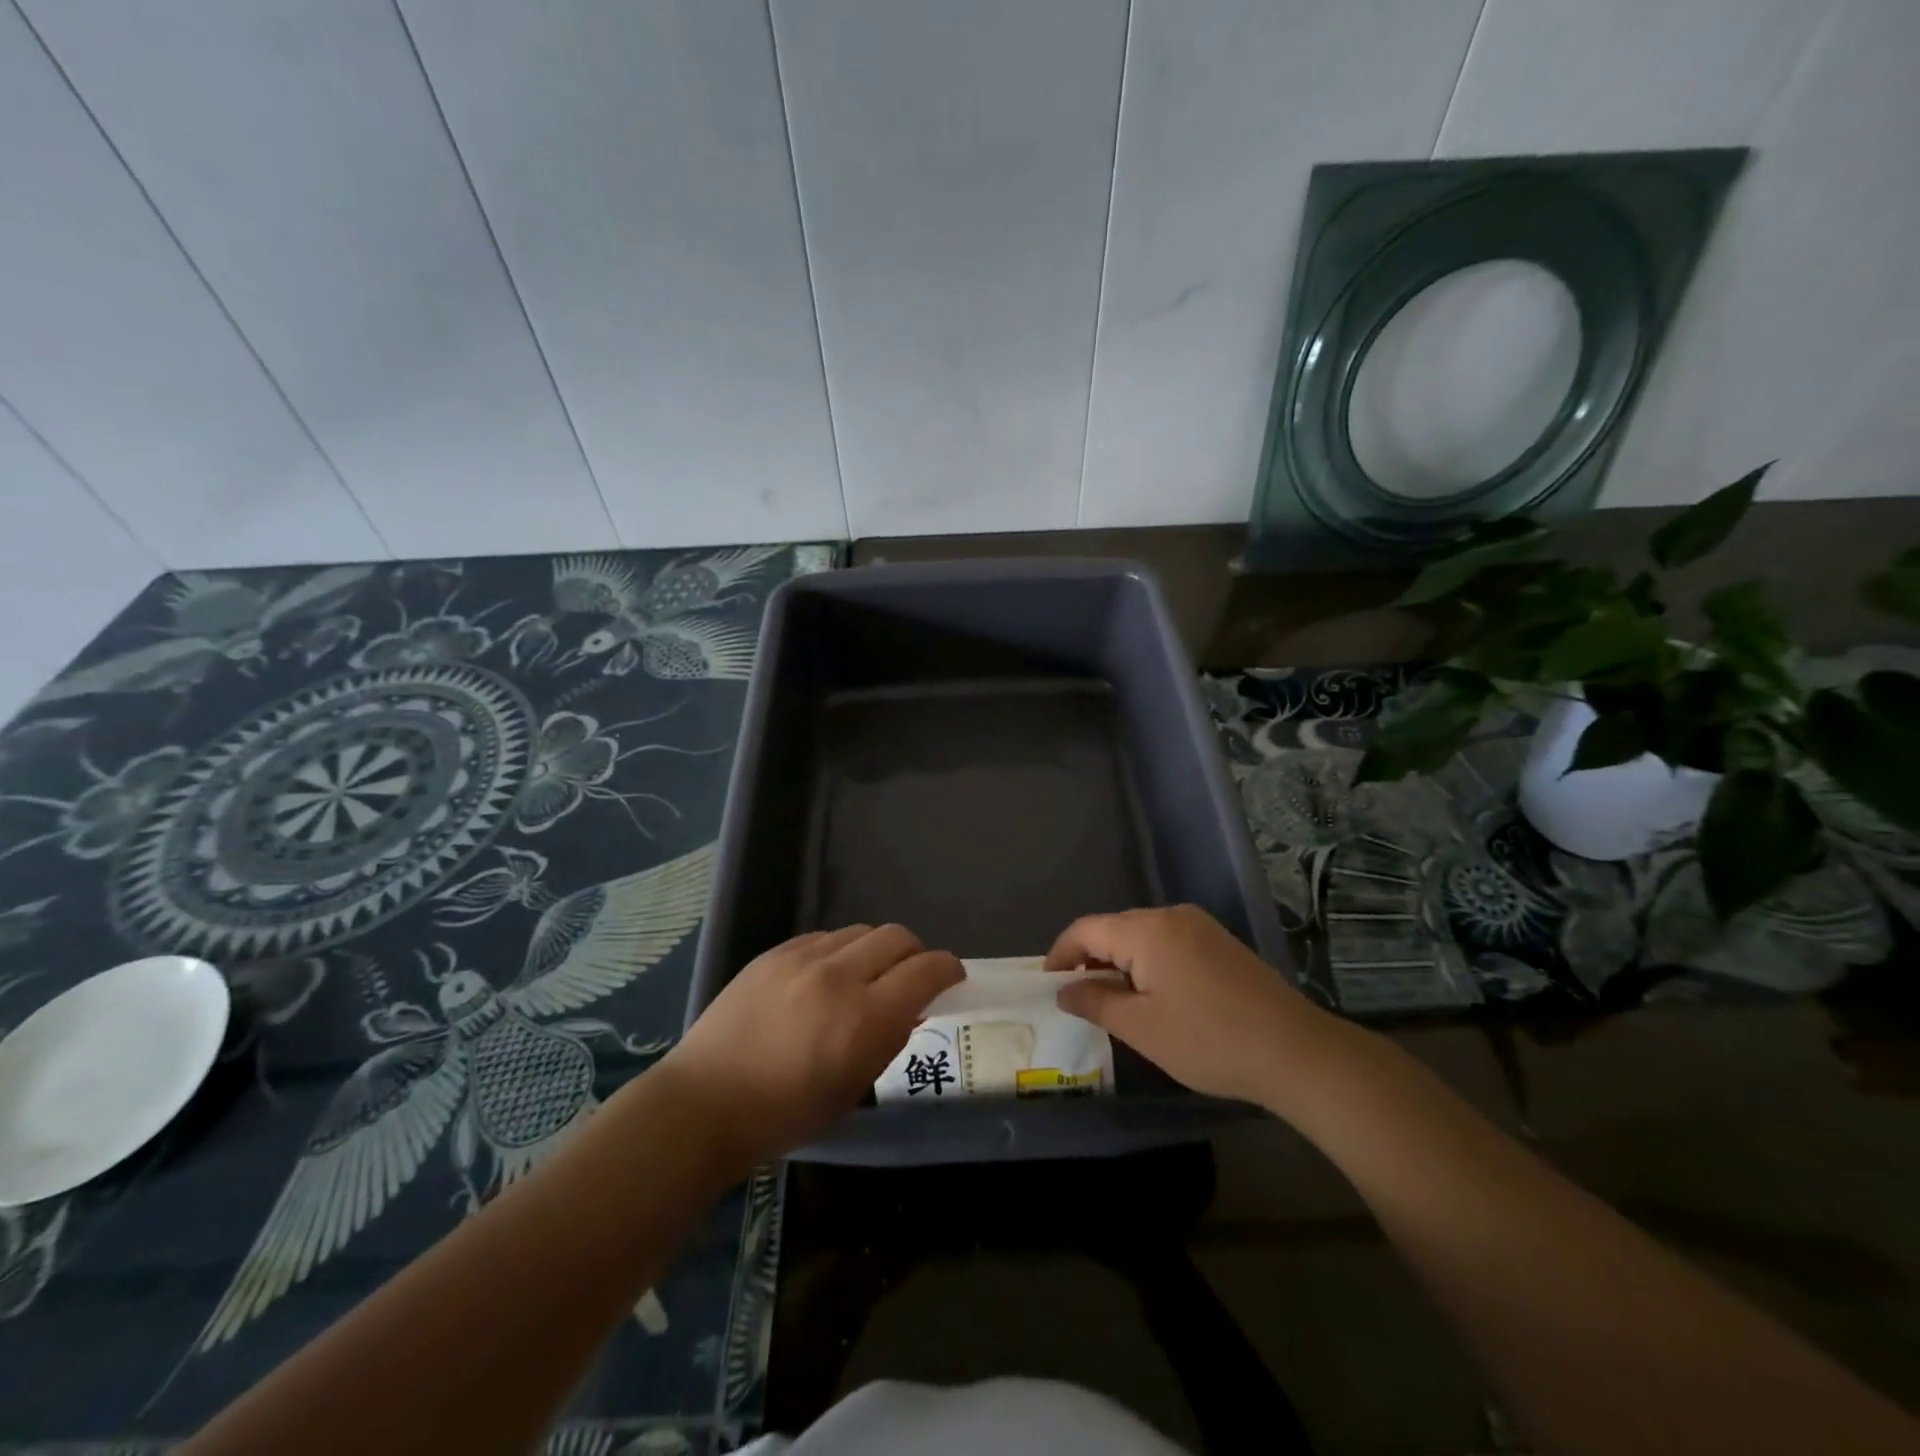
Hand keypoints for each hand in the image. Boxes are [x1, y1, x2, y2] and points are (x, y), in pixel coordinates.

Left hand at [655, 925, 961, 1173]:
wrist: (705, 1102)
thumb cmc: (785, 1114)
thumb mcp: (853, 1088)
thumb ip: (888, 1040)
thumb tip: (909, 1008)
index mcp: (866, 1018)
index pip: (926, 970)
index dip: (948, 968)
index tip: (952, 977)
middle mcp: (840, 976)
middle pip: (898, 937)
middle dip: (916, 954)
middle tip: (911, 977)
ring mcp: (803, 958)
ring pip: (861, 931)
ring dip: (876, 950)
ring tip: (865, 977)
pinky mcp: (775, 952)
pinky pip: (824, 937)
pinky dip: (839, 951)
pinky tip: (826, 977)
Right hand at [1048, 905, 1327, 1107]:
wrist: (1296, 1052)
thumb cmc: (1209, 1041)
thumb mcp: (1142, 1029)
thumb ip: (1096, 1003)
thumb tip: (1064, 990)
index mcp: (1147, 931)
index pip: (1086, 929)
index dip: (1061, 954)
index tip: (1048, 985)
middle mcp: (1171, 916)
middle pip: (1114, 928)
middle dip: (1090, 959)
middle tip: (1078, 998)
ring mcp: (1200, 926)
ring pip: (1141, 935)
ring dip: (1119, 962)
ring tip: (1112, 1001)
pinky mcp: (1219, 941)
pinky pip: (1167, 942)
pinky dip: (1148, 962)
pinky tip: (1153, 995)